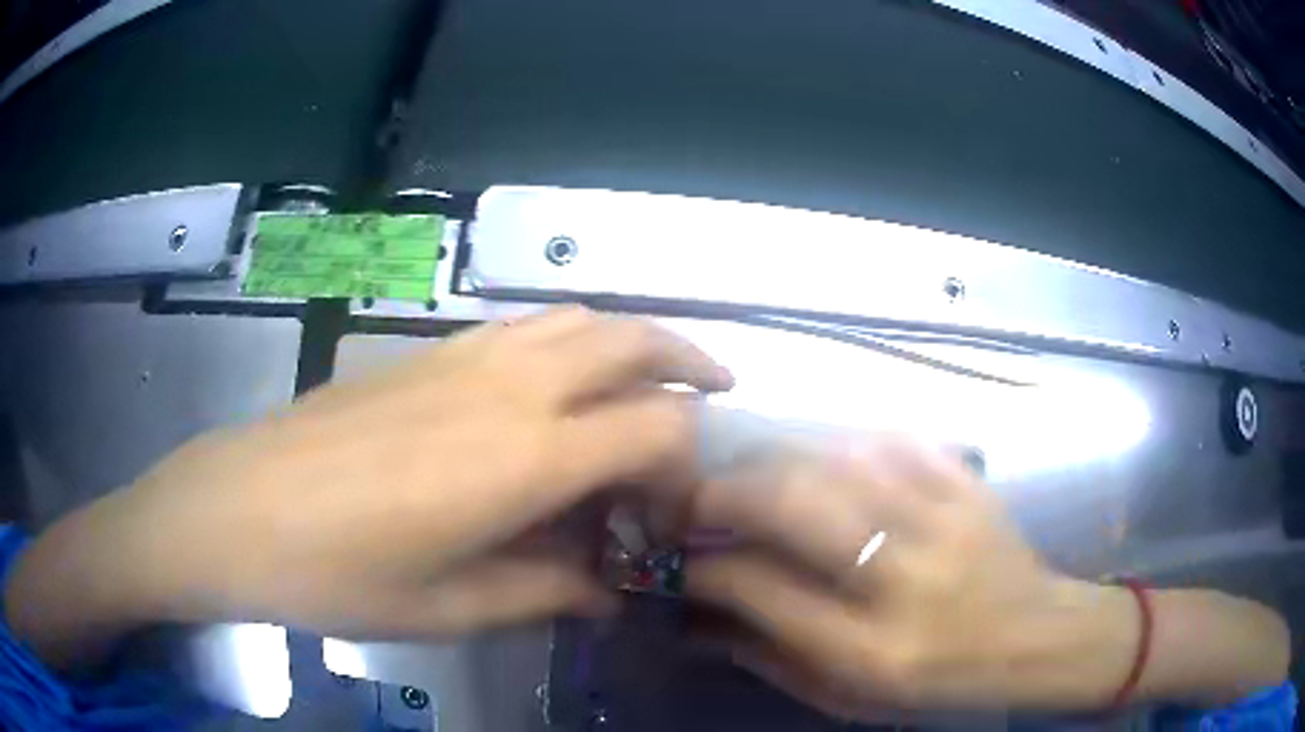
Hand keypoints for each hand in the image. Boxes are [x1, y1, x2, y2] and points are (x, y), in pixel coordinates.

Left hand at [7, 308, 732, 667]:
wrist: (237, 507)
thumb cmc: (338, 574)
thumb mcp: (451, 609)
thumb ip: (545, 593)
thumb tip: (609, 592)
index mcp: (524, 458)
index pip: (657, 427)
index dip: (689, 465)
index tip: (679, 510)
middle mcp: (509, 388)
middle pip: (633, 340)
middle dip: (690, 362)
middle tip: (716, 398)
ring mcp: (463, 358)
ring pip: (579, 318)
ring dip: (633, 340)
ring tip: (654, 376)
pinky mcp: (426, 353)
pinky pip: (525, 326)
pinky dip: (571, 339)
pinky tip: (561, 379)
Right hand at [687, 439, 1142, 714]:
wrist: (1036, 636)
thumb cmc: (941, 682)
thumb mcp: (851, 698)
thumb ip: (773, 658)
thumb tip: (704, 616)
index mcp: (874, 649)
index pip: (764, 589)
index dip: (707, 567)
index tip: (682, 557)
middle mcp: (907, 580)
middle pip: (797, 506)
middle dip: (727, 492)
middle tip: (698, 497)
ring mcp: (947, 521)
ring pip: (839, 459)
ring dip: (778, 460)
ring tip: (752, 475)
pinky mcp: (970, 485)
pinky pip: (894, 440)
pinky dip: (844, 443)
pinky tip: (824, 459)